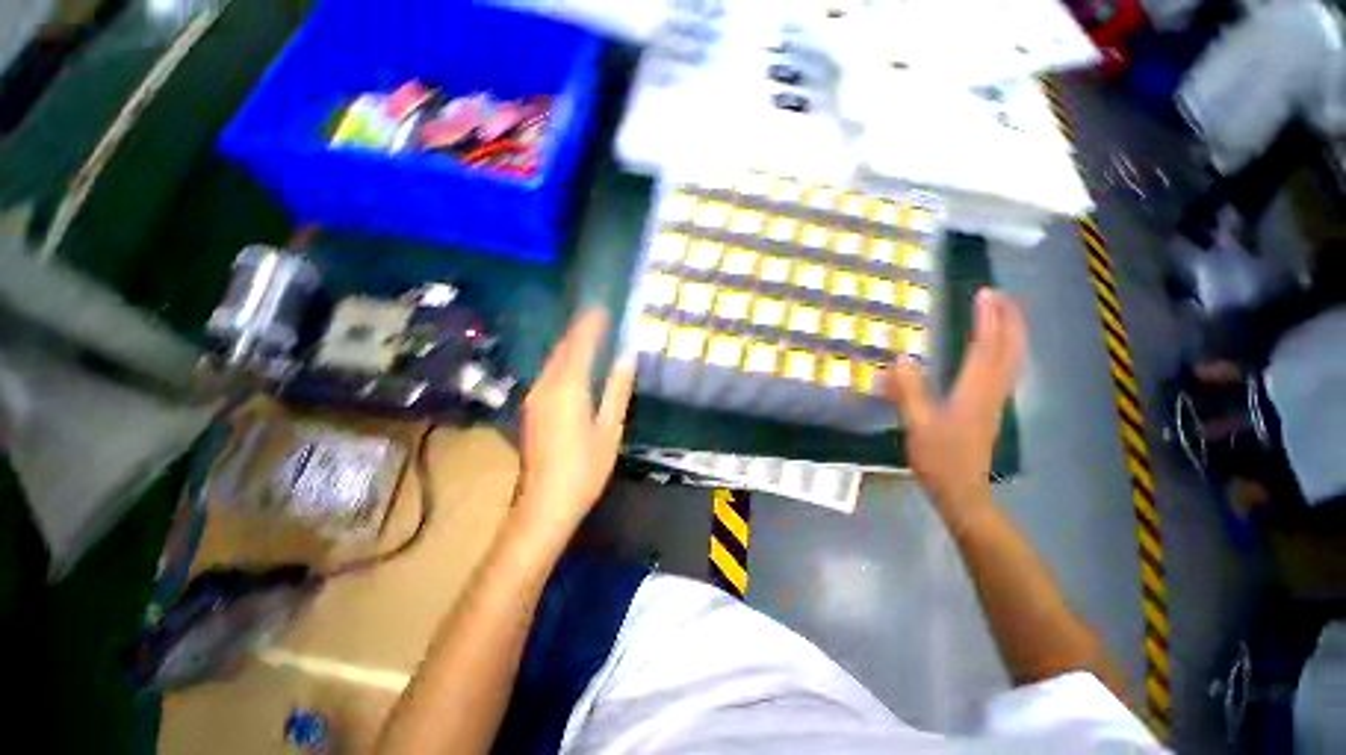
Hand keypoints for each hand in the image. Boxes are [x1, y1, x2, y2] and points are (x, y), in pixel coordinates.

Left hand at [517, 309, 636, 536]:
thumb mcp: (609, 429)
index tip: (601, 309)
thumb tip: (627, 357)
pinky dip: (562, 362)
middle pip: (562, 350)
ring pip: (552, 362)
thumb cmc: (584, 469)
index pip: (579, 346)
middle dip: (578, 332)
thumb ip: (617, 390)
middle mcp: (545, 387)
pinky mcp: (531, 410)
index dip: (590, 326)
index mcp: (568, 389)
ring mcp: (534, 398)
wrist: (544, 505)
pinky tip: (572, 365)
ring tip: (588, 335)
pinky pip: (548, 375)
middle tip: (597, 318)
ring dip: (569, 346)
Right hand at [885, 288, 1025, 520]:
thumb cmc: (939, 460)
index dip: (987, 320)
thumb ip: (910, 392)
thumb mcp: (918, 426)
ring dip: (1011, 333)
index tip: (984, 294)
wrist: (962, 493)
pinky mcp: (990, 410)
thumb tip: (903, 358)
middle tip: (999, 295)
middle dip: (1008, 319)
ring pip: (1012, 360)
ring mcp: (994, 401)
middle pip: (1009, 350)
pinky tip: (996, 350)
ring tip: (1003, 313)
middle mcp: (991, 392)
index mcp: (974, 393)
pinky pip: (1005, 371)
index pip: (985, 348)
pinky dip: (1006, 352)